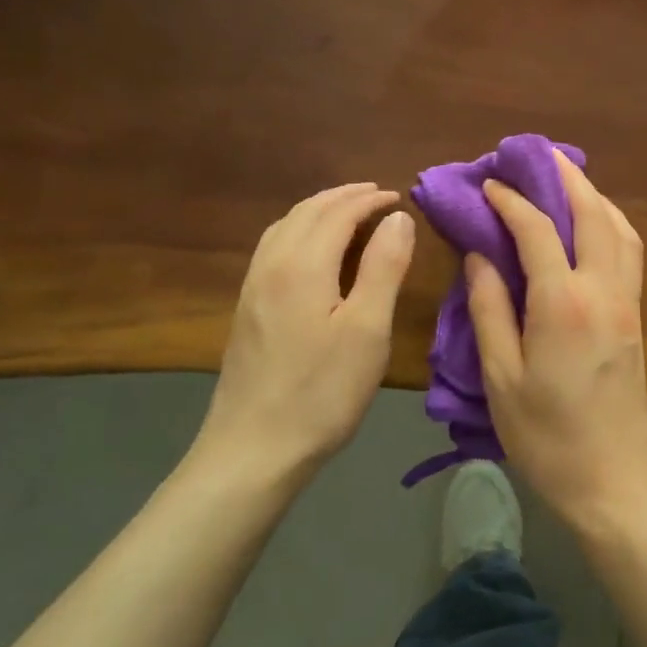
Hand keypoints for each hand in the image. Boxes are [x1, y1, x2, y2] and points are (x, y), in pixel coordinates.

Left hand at [194, 183, 415, 479]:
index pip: (338, 212)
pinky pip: (274, 247)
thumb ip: (384, 267)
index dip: (370, 200)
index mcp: (302, 264)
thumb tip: (397, 217)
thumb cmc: (322, 391)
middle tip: (378, 196)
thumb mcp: (368, 329)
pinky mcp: (247, 308)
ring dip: (319, 210)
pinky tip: (312, 250)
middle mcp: (272, 264)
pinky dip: (300, 230)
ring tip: (349, 212)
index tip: (399, 198)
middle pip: (307, 211)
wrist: (253, 450)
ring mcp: (253, 287)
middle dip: (344, 197)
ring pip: (285, 226)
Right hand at [467, 151, 646, 528]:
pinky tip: (592, 223)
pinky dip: (610, 222)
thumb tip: (480, 255)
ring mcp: (627, 301)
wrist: (615, 480)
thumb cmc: (547, 436)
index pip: (537, 230)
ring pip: (619, 228)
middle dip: (566, 177)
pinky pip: (628, 250)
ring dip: (594, 195)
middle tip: (538, 155)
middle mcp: (603, 290)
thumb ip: (489, 309)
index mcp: (563, 304)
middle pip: (592, 214)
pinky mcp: (636, 316)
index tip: (489, 184)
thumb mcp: (500, 377)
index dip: (511, 201)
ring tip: (566, 180)